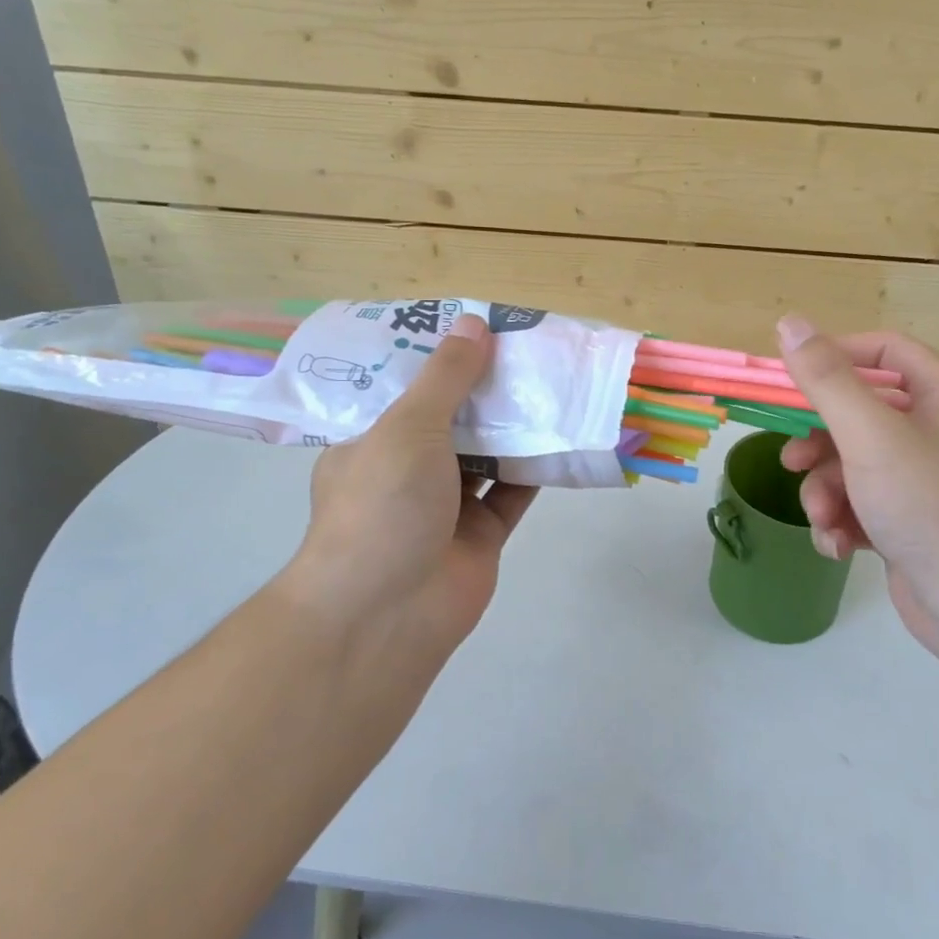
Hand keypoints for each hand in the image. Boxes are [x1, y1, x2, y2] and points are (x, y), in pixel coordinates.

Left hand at [285, 314, 536, 653]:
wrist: (387, 615)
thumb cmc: (382, 506)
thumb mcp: (407, 427)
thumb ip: (446, 377)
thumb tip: (475, 323)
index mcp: (372, 442)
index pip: (407, 390)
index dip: (441, 358)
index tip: (477, 327)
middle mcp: (408, 471)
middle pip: (454, 419)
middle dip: (487, 388)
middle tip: (526, 348)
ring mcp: (446, 505)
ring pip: (488, 454)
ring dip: (516, 425)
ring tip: (552, 380)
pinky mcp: (482, 534)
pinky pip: (514, 491)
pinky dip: (537, 466)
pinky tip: (565, 432)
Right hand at [775, 316, 938, 668]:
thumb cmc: (931, 507)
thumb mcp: (870, 435)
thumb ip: (827, 379)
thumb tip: (790, 323)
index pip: (883, 351)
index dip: (835, 357)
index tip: (791, 379)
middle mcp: (935, 430)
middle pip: (858, 412)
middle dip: (819, 442)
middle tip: (792, 461)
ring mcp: (923, 479)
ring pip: (851, 464)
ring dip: (825, 491)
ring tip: (824, 519)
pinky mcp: (910, 521)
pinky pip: (861, 503)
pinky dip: (843, 521)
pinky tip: (838, 547)